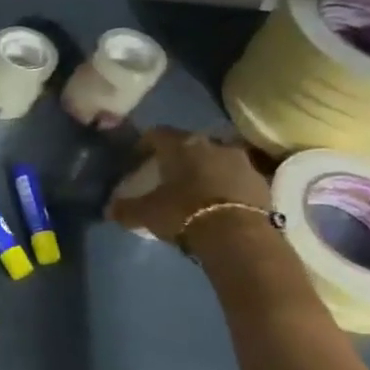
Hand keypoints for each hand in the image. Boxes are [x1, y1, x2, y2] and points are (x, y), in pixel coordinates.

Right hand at [107, 125, 272, 243]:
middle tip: (166, 176)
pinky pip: (236, 179)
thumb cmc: (183, 213)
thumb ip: (125, 208)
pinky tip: (217, 205)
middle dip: (178, 158)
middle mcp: (212, 143)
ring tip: (194, 192)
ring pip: (216, 160)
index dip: (144, 145)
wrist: (238, 236)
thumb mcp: (146, 213)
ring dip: (205, 171)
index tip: (136, 160)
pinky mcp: (262, 182)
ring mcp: (241, 161)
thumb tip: (108, 209)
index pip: (156, 134)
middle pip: (189, 145)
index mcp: (181, 144)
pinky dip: (225, 187)